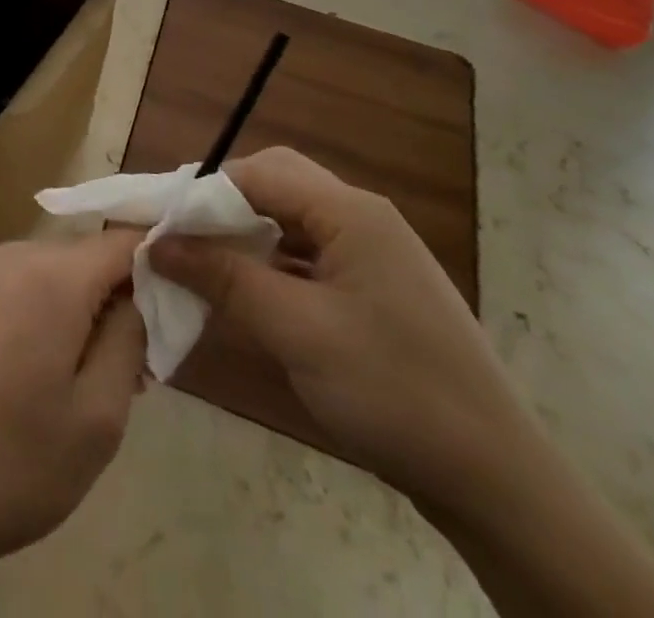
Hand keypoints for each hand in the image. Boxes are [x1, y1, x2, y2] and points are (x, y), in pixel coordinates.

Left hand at [0, 230, 146, 600]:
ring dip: (93, 313)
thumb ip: (130, 340)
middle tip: (145, 367)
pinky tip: (59, 376)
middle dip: (127, 298)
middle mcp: (21, 255)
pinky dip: (61, 317)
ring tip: (104, 383)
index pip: (127, 239)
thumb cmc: (11, 461)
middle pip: (95, 257)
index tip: (190, 297)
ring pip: (66, 275)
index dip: (164, 258)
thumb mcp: (98, 417)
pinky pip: (35, 289)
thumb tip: (140, 295)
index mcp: (55, 274)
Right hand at [149, 147, 527, 510]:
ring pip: (292, 221)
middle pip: (277, 185)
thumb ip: (224, 278)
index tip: (159, 222)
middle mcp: (362, 218)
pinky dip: (273, 265)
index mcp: (350, 212)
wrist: (496, 480)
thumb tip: (157, 243)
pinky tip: (249, 293)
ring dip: (246, 236)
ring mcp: (374, 253)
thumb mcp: (296, 331)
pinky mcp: (376, 289)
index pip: (260, 173)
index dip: (204, 192)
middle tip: (180, 239)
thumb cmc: (392, 390)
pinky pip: (311, 256)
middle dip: (223, 207)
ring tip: (203, 264)